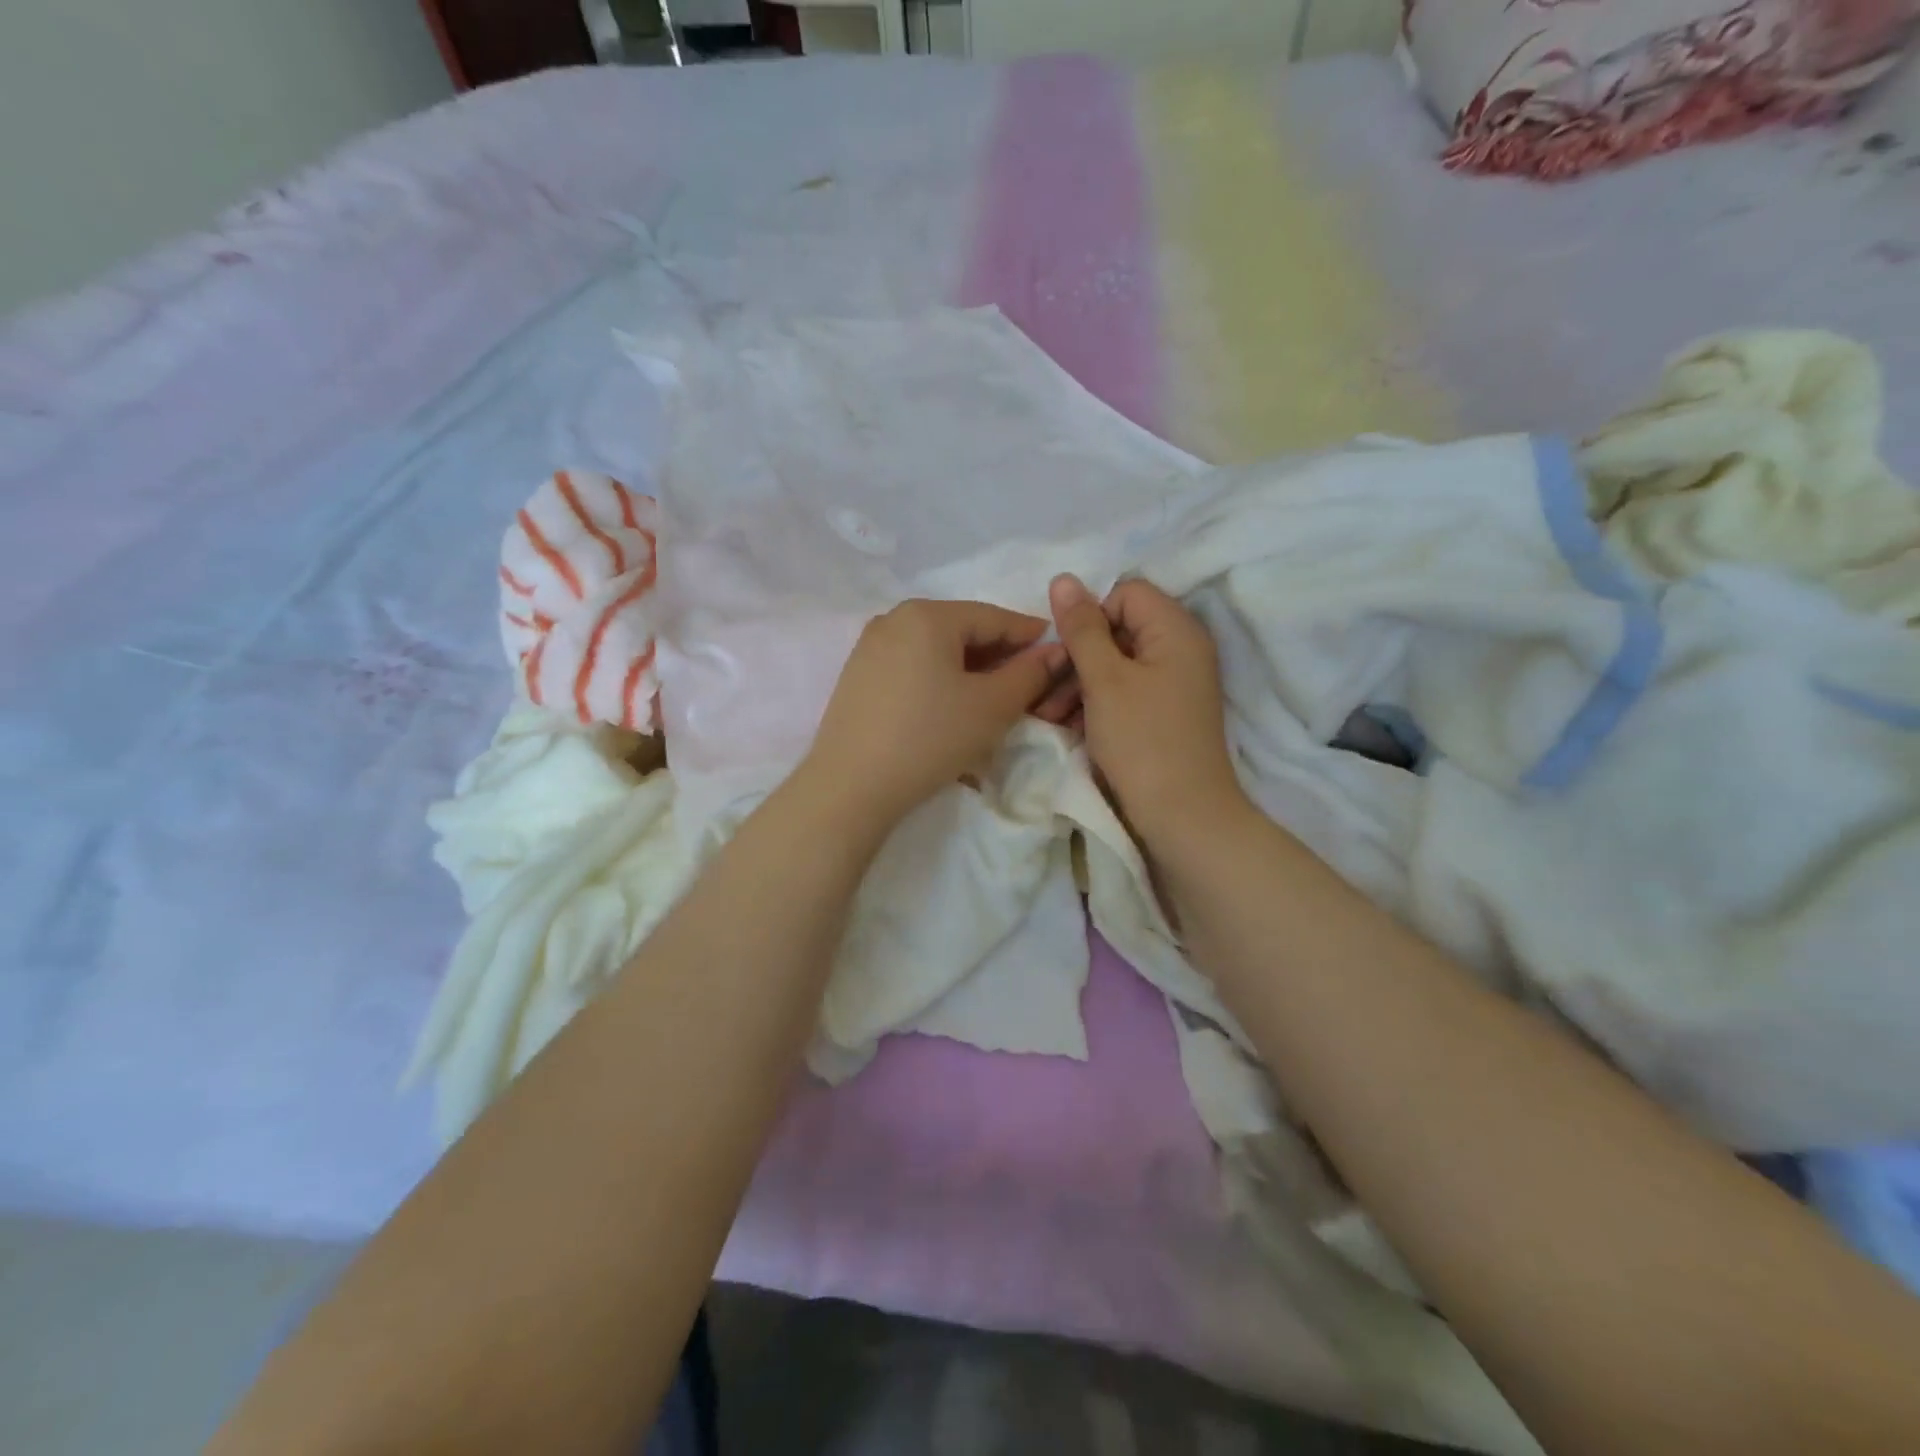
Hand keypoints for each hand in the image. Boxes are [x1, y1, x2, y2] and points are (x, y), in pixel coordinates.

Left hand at [800, 599, 1066, 830]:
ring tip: (992, 696)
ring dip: (968, 667)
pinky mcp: (857, 675)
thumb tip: (1055, 652)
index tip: (1058, 650)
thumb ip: (1030, 673)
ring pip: (935, 649)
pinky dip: (938, 677)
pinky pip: (911, 665)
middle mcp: (894, 618)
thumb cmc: (930, 738)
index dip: (1030, 634)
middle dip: (998, 653)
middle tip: (1028, 680)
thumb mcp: (992, 706)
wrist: (851, 786)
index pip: (993, 617)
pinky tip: (950, 704)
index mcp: (927, 614)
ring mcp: (870, 646)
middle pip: (961, 629)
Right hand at [1046, 574, 1246, 845]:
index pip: (1126, 593)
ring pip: (1116, 664)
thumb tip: (1064, 578)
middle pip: (1118, 629)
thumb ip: (1082, 628)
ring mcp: (1173, 684)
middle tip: (1044, 687)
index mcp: (1175, 630)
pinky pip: (1124, 692)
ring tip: (1047, 715)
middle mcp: (1180, 649)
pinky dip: (1095, 704)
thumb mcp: (1104, 680)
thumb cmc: (1143, 741)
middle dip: (1077, 656)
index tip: (1064, 650)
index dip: (1090, 615)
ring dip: (1078, 684)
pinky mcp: (1164, 713)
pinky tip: (1067, 727)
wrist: (1182, 816)